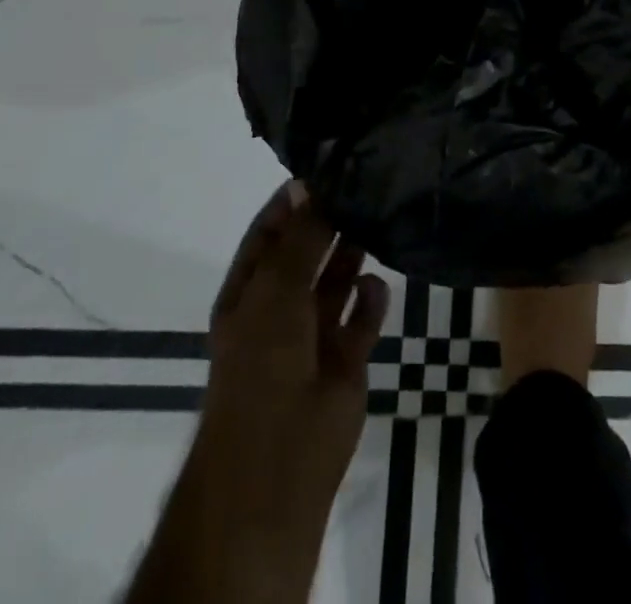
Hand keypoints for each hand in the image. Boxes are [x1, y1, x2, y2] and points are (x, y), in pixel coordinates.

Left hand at [139, 182, 387, 603]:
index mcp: (249, 293)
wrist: (279, 464)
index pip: (270, 233)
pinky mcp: (346, 361)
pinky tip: (381, 282)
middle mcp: (279, 308)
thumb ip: (299, 238)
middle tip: (365, 184)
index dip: (292, 201)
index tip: (326, 166)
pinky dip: (372, 300)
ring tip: (379, 217)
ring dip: (353, 255)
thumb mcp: (275, 290)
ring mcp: (312, 336)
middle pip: (307, 253)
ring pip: (336, 282)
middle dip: (330, 223)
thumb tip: (310, 184)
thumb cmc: (263, 365)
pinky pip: (362, 319)